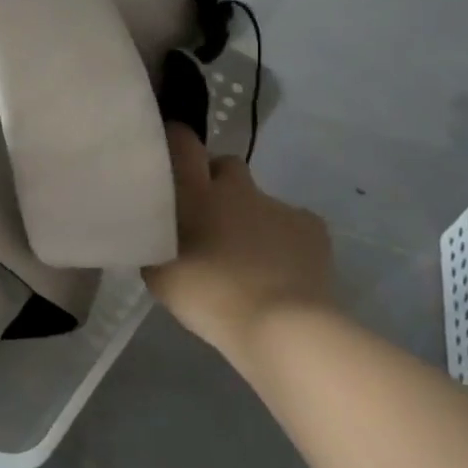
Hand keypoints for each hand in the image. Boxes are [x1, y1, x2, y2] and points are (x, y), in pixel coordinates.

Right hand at [143, 125, 335, 354]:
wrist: (282, 326)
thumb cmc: (209, 297)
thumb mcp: (160, 275)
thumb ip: (156, 243)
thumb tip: (156, 233)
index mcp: (195, 193)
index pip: (182, 143)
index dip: (176, 141)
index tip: (168, 155)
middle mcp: (236, 188)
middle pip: (225, 164)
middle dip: (217, 180)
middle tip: (208, 215)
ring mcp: (277, 205)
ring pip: (257, 198)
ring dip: (249, 215)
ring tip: (246, 254)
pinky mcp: (311, 226)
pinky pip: (290, 222)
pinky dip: (282, 238)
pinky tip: (279, 267)